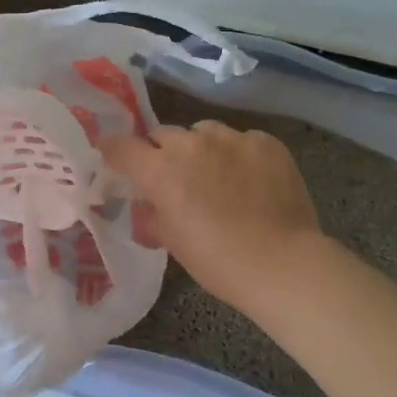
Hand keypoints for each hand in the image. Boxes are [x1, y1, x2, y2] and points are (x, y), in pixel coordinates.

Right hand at [99, 120, 323, 307]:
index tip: (113, 157)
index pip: (122, 147)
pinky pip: (241, 140)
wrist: (283, 264)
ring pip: (204, 132)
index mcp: (162, 171)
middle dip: (161, 152)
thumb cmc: (219, 262)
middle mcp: (193, 144)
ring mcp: (233, 138)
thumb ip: (153, 216)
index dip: (113, 151)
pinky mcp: (265, 142)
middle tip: (173, 177)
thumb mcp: (174, 243)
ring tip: (216, 175)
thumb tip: (149, 207)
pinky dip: (238, 155)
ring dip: (201, 149)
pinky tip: (250, 180)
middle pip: (163, 134)